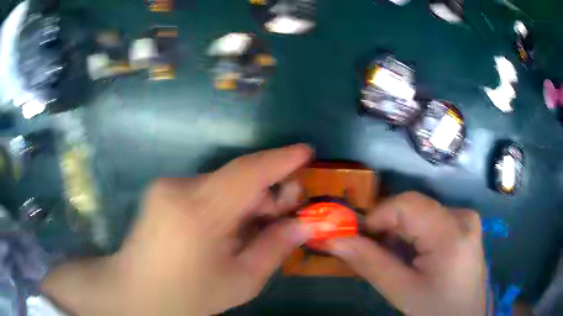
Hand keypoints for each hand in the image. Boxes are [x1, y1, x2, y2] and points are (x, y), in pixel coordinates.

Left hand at [42, 144, 313, 315]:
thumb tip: (303, 225)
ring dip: (247, 200)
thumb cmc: (187, 296)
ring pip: (222, 183)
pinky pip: (205, 190)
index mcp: (199, 212)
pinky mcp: (161, 191)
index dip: (281, 159)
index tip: (307, 151)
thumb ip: (274, 249)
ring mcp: (166, 187)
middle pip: (238, 177)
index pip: (248, 173)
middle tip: (289, 210)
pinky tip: (230, 228)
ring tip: (259, 226)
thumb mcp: (240, 282)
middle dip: (268, 191)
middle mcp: (180, 188)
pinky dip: (226, 203)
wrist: (135, 293)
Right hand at [327, 192, 488, 315]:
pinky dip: (413, 234)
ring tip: (391, 258)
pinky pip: (431, 219)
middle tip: (371, 253)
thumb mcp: (402, 291)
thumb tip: (334, 240)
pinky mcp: (464, 226)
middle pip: (413, 208)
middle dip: (386, 228)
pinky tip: (410, 255)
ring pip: (420, 213)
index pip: (406, 205)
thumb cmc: (436, 309)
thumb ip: (370, 263)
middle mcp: (462, 216)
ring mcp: (465, 219)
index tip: (356, 239)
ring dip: (399, 232)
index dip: (376, 217)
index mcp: (452, 232)